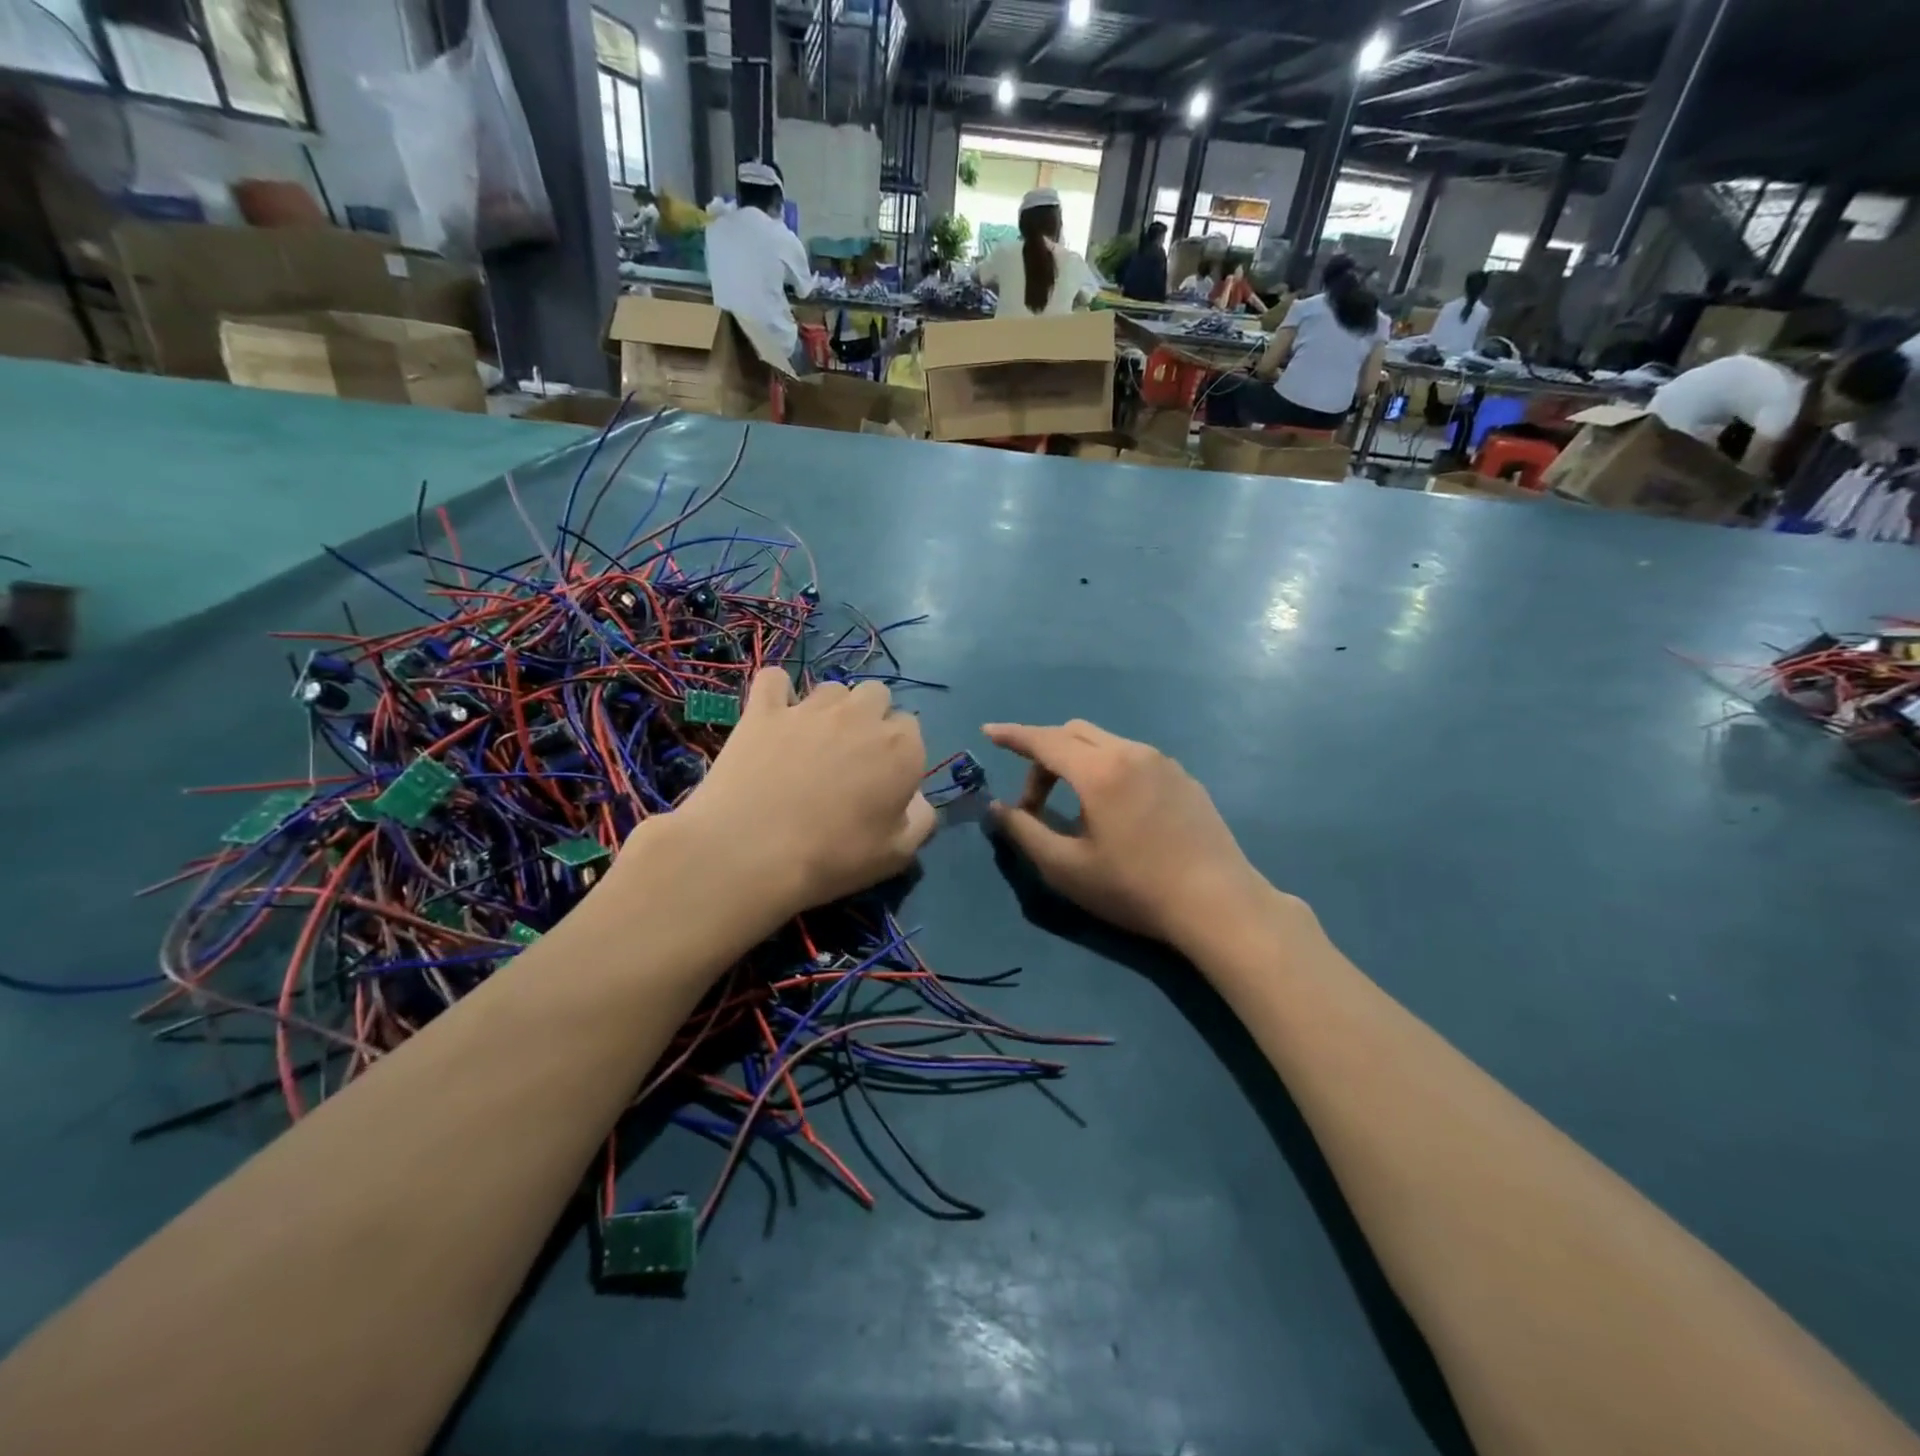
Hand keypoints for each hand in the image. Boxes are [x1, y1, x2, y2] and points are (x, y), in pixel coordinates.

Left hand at [663, 669, 934, 919]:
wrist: (749, 854)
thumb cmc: (831, 859)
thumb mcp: (896, 855)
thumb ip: (922, 820)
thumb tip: (919, 799)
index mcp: (901, 749)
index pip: (912, 729)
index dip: (898, 754)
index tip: (883, 780)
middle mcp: (862, 716)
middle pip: (877, 695)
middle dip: (871, 719)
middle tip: (852, 758)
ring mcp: (811, 708)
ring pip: (833, 689)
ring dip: (832, 709)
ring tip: (814, 743)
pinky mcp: (764, 710)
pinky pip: (775, 680)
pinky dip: (778, 692)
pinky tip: (775, 715)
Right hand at [984, 720, 1272, 950]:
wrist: (1217, 903)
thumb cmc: (1134, 888)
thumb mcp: (1066, 868)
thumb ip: (1024, 832)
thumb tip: (997, 808)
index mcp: (1099, 769)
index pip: (1044, 740)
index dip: (1012, 735)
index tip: (988, 731)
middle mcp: (1131, 752)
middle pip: (1074, 733)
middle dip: (1044, 756)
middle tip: (1034, 803)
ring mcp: (1163, 762)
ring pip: (1106, 743)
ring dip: (1077, 763)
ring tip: (1076, 810)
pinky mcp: (1184, 778)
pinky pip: (1133, 758)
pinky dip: (1108, 769)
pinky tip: (1116, 812)